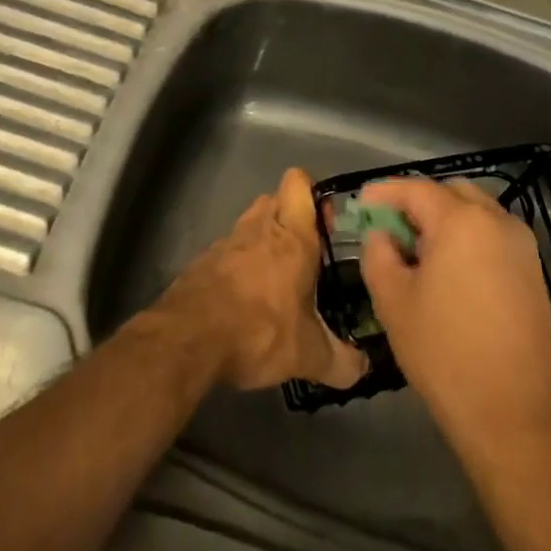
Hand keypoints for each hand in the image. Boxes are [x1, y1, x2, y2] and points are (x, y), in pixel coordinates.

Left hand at [154, 168, 368, 390]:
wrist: (188, 337)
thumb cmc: (258, 331)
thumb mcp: (307, 355)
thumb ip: (340, 361)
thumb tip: (363, 368)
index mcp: (292, 236)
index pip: (299, 182)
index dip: (313, 193)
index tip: (326, 224)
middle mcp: (260, 227)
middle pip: (276, 199)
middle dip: (291, 218)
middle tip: (306, 254)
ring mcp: (227, 241)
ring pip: (251, 223)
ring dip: (264, 240)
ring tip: (277, 278)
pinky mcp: (203, 260)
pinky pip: (229, 250)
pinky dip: (239, 264)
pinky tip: (244, 298)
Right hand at [359, 178, 550, 457]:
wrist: (517, 416)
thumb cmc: (446, 354)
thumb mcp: (394, 302)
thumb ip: (378, 255)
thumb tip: (381, 235)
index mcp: (461, 220)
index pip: (415, 189)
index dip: (384, 192)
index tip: (361, 203)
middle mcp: (497, 221)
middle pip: (450, 192)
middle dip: (417, 202)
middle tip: (390, 228)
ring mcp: (522, 246)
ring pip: (476, 213)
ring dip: (445, 219)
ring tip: (417, 252)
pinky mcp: (534, 272)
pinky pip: (493, 237)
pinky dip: (467, 239)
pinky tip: (448, 272)